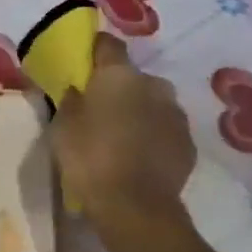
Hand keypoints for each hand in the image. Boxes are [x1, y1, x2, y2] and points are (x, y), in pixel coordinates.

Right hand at [53, 32, 196, 231]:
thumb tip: (77, 88)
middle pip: (133, 76)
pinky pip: (166, 129)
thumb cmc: (90, 159)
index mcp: (119, 75)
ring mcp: (176, 114)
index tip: (84, 62)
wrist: (136, 207)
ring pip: (153, 102)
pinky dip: (153, 135)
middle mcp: (153, 85)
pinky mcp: (189, 142)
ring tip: (121, 134)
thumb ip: (71, 100)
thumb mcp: (63, 127)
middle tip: (100, 108)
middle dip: (119, 87)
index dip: (95, 50)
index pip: (108, 44)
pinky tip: (139, 154)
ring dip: (139, 110)